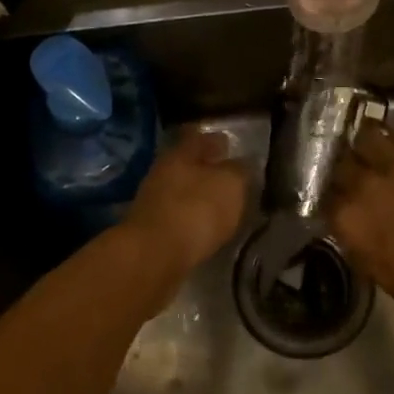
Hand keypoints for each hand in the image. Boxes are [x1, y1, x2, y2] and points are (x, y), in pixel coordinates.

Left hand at [122, 129, 247, 279]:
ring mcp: (154, 201)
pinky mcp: (152, 229)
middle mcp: (162, 171)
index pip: (199, 137)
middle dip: (208, 169)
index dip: (216, 141)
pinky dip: (192, 218)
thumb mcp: (231, 184)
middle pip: (188, 164)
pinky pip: (178, 215)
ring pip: (182, 190)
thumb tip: (242, 164)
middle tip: (231, 178)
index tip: (231, 146)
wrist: (154, 255)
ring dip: (200, 195)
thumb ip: (239, 170)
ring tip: (223, 206)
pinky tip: (207, 227)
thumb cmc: (196, 210)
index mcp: (180, 152)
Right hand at [329, 125, 393, 341]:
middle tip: (345, 169)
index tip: (331, 196)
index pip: (321, 196)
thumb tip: (345, 226)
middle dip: (339, 165)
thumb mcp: (378, 273)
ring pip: (365, 137)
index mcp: (349, 220)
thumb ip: (354, 242)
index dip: (325, 195)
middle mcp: (365, 186)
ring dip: (361, 143)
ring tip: (364, 146)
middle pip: (338, 162)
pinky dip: (389, 137)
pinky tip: (390, 142)